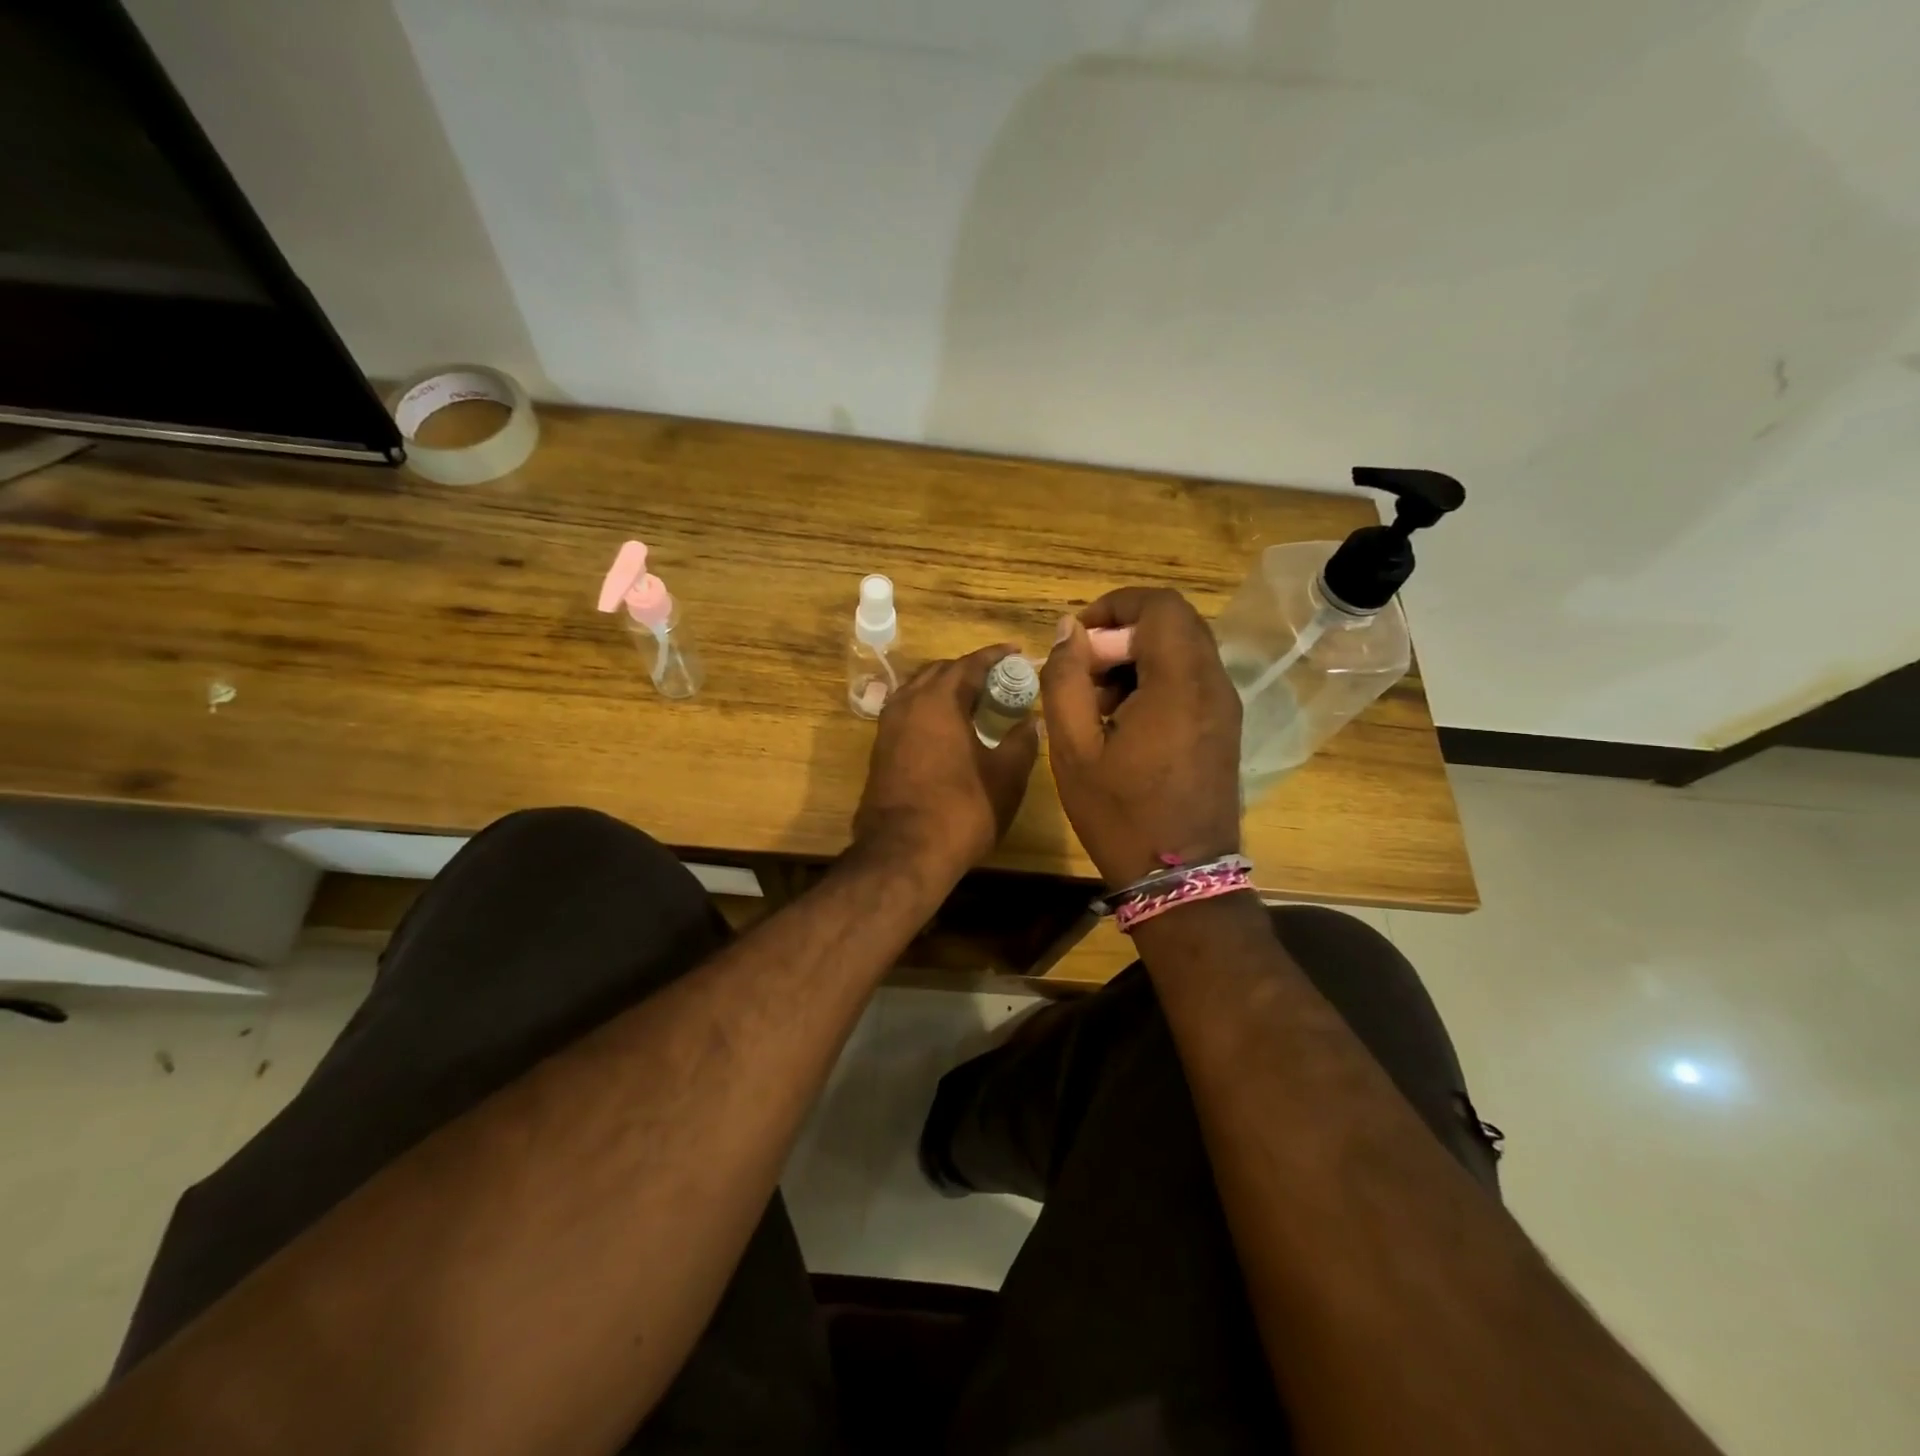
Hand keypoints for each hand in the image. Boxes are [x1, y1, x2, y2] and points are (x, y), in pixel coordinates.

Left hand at [853, 644, 1039, 882]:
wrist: (903, 853)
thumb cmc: (961, 809)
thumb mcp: (1005, 775)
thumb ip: (1022, 741)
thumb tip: (1031, 720)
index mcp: (939, 699)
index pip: (970, 663)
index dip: (996, 656)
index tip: (1017, 652)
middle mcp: (908, 703)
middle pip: (940, 671)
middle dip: (969, 670)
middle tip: (999, 681)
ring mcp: (888, 727)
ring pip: (919, 691)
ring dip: (946, 689)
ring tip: (975, 702)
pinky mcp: (880, 750)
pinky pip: (908, 714)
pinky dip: (930, 710)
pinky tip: (949, 729)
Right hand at [1041, 588, 1242, 887]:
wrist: (1179, 879)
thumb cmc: (1120, 814)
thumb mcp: (1073, 748)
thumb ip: (1066, 679)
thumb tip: (1067, 630)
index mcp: (1180, 683)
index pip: (1159, 605)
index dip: (1114, 606)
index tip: (1077, 638)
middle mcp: (1214, 684)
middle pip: (1173, 623)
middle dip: (1122, 634)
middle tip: (1083, 671)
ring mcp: (1225, 707)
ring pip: (1183, 650)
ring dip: (1137, 658)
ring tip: (1097, 701)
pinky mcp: (1224, 727)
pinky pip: (1191, 679)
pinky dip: (1156, 680)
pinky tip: (1124, 721)